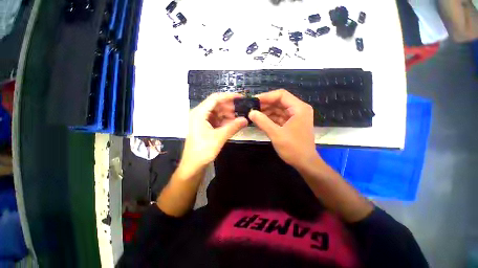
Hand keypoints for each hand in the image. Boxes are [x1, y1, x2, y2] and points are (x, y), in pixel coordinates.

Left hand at [181, 93, 247, 170]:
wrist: (193, 165)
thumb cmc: (203, 150)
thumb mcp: (219, 137)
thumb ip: (233, 127)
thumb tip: (246, 120)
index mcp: (200, 113)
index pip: (215, 98)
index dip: (229, 96)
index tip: (241, 97)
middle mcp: (200, 114)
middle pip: (217, 105)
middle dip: (230, 107)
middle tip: (243, 110)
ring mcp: (203, 120)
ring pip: (218, 113)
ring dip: (229, 115)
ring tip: (240, 118)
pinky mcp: (206, 127)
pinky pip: (217, 120)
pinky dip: (226, 121)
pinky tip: (234, 124)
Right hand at [249, 89, 320, 168]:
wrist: (305, 163)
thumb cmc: (293, 148)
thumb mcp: (276, 134)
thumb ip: (263, 122)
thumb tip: (251, 112)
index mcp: (299, 108)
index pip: (281, 95)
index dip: (266, 96)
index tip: (254, 101)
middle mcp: (298, 109)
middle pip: (279, 101)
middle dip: (265, 105)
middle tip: (251, 108)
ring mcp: (295, 117)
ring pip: (278, 109)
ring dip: (266, 112)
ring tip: (253, 115)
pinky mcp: (291, 124)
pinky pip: (279, 117)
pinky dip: (270, 118)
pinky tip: (260, 121)